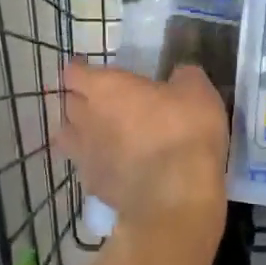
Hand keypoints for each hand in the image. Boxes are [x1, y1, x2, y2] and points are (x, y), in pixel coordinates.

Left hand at [57, 61, 228, 242]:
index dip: (80, 70)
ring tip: (98, 134)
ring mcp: (86, 156)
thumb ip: (183, 77)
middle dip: (80, 100)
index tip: (90, 69)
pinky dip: (96, 165)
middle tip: (101, 100)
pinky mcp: (94, 187)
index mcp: (105, 88)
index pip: (74, 73)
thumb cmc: (184, 130)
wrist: (176, 195)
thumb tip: (178, 76)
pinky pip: (87, 169)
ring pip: (68, 138)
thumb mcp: (198, 91)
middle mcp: (86, 119)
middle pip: (68, 104)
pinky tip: (113, 167)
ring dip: (80, 133)